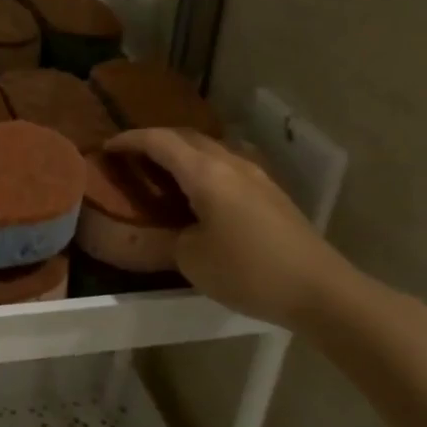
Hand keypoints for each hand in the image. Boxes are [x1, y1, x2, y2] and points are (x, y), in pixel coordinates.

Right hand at [107, 128, 360, 331]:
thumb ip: (168, 236)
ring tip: (162, 171)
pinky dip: (203, 167)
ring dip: (182, 152)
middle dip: (155, 140)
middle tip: (131, 157)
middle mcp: (231, 162)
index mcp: (206, 172)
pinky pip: (227, 165)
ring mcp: (255, 175)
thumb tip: (164, 229)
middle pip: (186, 137)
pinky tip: (199, 190)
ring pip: (210, 148)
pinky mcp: (270, 192)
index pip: (159, 141)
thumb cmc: (247, 271)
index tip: (107, 147)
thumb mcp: (191, 259)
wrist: (318, 289)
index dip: (130, 140)